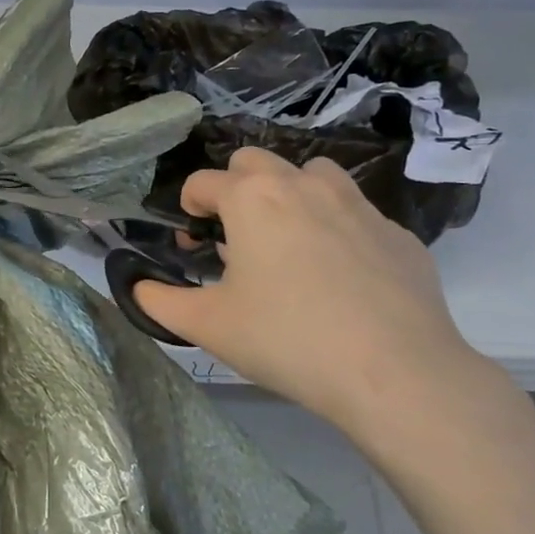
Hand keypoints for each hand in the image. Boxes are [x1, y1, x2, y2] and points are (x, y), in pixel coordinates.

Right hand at [134, 147, 488, 441]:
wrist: (395, 372)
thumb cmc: (286, 339)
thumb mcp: (206, 325)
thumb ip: (159, 300)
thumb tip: (137, 287)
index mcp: (252, 198)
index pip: (202, 181)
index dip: (187, 211)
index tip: (192, 248)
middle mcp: (304, 185)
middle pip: (254, 161)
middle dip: (234, 189)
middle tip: (235, 240)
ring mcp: (358, 205)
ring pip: (311, 174)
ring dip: (288, 196)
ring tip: (287, 246)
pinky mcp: (398, 233)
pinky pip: (354, 214)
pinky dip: (334, 229)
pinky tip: (338, 279)